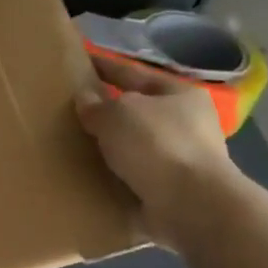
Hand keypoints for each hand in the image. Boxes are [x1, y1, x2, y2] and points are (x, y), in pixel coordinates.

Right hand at [75, 55, 240, 251]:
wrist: (192, 205)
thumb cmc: (157, 145)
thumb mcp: (117, 115)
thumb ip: (96, 105)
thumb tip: (85, 99)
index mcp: (179, 94)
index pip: (133, 72)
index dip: (106, 66)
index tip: (81, 62)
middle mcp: (188, 123)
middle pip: (139, 110)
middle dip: (111, 111)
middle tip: (75, 110)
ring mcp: (184, 158)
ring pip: (139, 144)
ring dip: (115, 147)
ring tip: (80, 146)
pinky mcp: (175, 190)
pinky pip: (138, 175)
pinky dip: (119, 175)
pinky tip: (94, 176)